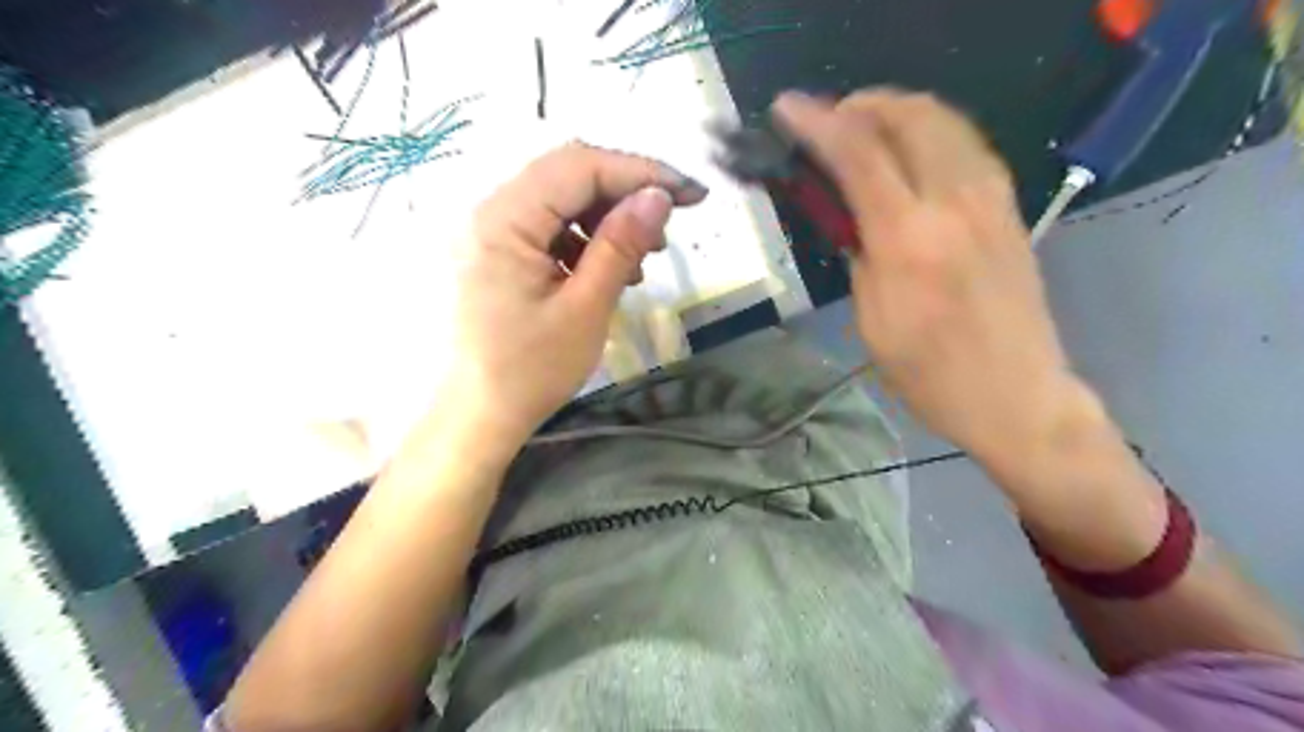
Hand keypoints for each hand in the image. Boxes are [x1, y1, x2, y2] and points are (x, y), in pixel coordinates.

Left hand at [436, 140, 703, 447]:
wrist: (478, 416)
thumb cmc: (530, 370)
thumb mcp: (586, 307)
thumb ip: (621, 245)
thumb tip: (659, 196)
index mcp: (504, 219)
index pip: (580, 167)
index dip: (642, 172)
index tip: (691, 194)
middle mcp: (490, 211)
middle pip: (569, 174)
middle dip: (626, 192)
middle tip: (668, 225)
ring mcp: (491, 231)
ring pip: (561, 199)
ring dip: (607, 217)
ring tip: (642, 257)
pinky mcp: (498, 251)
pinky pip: (548, 226)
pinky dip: (585, 238)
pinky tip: (608, 269)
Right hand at [767, 92, 1092, 465]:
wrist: (1016, 396)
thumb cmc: (929, 374)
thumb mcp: (872, 321)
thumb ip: (859, 254)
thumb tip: (848, 212)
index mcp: (909, 241)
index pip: (858, 154)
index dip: (817, 123)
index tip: (786, 111)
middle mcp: (955, 204)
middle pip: (909, 115)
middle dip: (861, 105)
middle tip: (827, 121)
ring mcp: (992, 200)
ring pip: (944, 119)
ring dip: (896, 111)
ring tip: (863, 129)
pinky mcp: (1010, 207)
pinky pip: (967, 143)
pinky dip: (930, 130)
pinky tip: (909, 151)